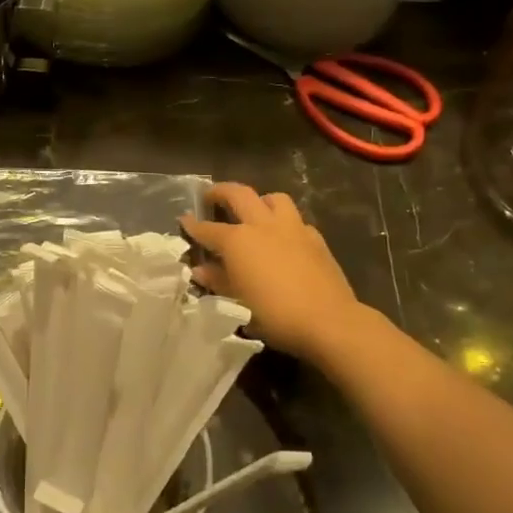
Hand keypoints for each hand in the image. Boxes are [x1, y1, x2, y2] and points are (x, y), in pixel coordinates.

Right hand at [181, 184, 363, 361]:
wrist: (329, 321)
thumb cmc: (275, 314)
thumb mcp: (238, 302)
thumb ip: (219, 280)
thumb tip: (200, 270)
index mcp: (238, 240)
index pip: (208, 228)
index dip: (193, 225)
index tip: (184, 220)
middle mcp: (263, 225)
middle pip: (239, 194)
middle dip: (221, 192)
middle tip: (211, 196)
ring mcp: (292, 228)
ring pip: (273, 198)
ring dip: (259, 200)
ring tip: (254, 211)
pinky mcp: (315, 238)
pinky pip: (296, 220)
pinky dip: (285, 223)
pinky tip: (284, 238)